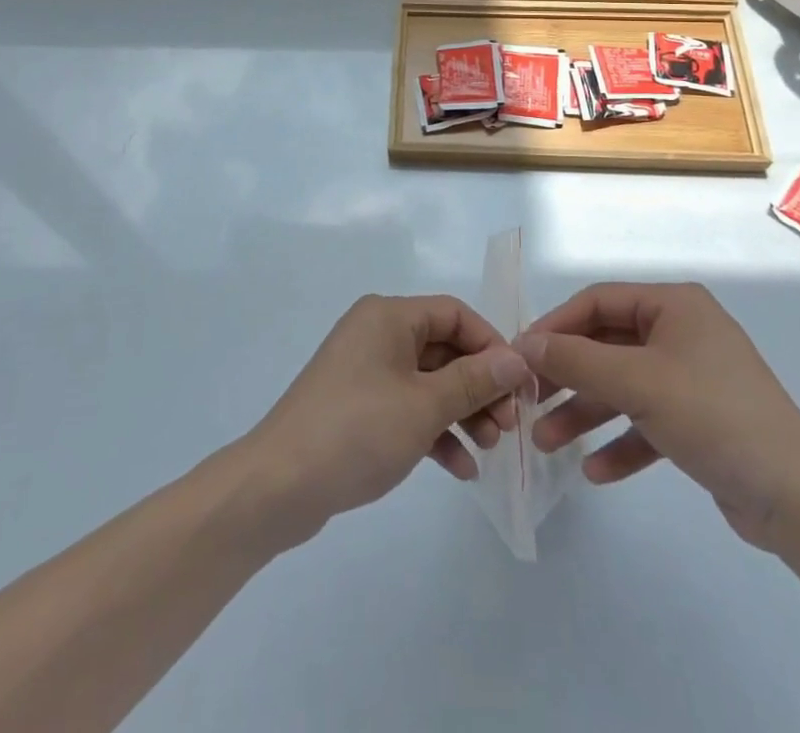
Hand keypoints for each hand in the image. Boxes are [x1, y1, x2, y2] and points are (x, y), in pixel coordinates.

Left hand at [242, 295, 531, 545]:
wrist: (279, 485)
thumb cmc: (358, 430)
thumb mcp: (424, 405)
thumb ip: (474, 380)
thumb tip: (516, 359)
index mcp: (388, 316)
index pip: (454, 314)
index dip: (491, 346)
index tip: (520, 385)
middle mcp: (377, 334)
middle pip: (444, 349)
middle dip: (480, 386)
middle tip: (509, 426)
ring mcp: (365, 371)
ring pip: (428, 382)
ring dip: (462, 412)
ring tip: (491, 449)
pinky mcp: (358, 407)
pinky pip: (407, 408)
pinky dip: (434, 431)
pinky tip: (461, 469)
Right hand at [519, 282, 799, 556]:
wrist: (797, 500)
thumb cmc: (714, 417)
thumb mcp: (639, 383)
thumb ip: (578, 360)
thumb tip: (525, 344)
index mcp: (674, 306)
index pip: (598, 302)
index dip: (556, 326)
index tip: (521, 355)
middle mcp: (681, 333)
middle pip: (607, 346)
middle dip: (568, 376)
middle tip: (527, 400)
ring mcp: (691, 377)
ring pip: (623, 386)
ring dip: (585, 413)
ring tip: (546, 442)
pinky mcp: (698, 421)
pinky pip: (646, 422)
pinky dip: (620, 442)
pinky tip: (595, 471)